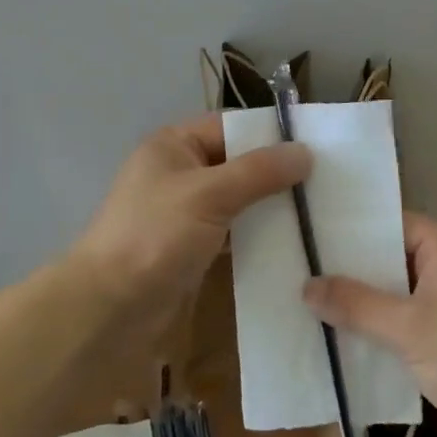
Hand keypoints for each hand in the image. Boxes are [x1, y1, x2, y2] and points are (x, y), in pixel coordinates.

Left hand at [68, 113, 310, 328]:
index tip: (319, 147)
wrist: (110, 309)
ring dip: (271, 207)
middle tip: (327, 183)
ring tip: (319, 212)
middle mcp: (180, 172)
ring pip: (239, 200)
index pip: (232, 128)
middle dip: (277, 174)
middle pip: (238, 163)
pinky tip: (292, 241)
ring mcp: (185, 212)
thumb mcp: (209, 194)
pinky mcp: (192, 247)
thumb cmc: (155, 236)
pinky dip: (258, 235)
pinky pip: (233, 231)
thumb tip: (305, 152)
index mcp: (174, 145)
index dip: (271, 135)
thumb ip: (258, 171)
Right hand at [303, 213, 436, 436]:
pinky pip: (415, 320)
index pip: (393, 224)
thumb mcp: (407, 328)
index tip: (311, 241)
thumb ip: (356, 304)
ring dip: (369, 305)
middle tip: (303, 274)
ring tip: (315, 306)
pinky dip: (388, 328)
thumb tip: (307, 285)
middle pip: (395, 258)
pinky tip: (349, 340)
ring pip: (403, 293)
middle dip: (354, 272)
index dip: (352, 233)